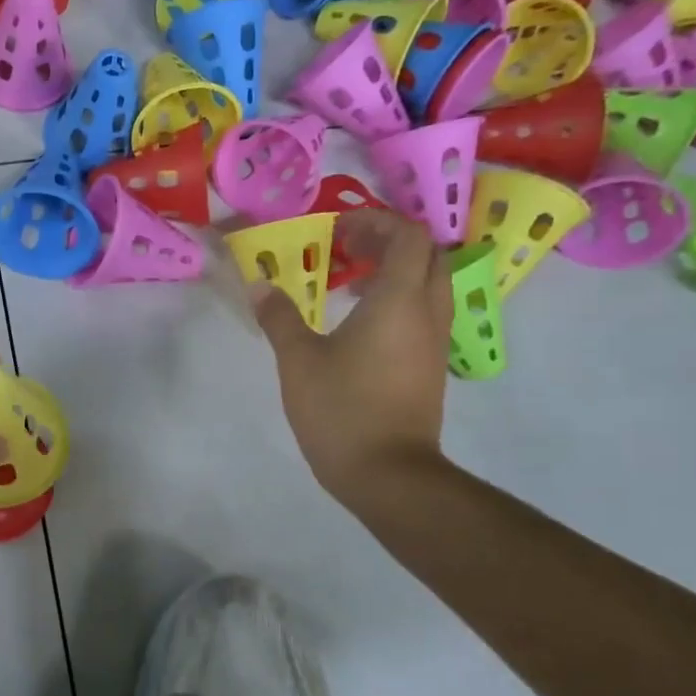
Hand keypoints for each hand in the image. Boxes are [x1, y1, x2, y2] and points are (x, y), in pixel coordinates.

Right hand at [254, 210, 450, 508]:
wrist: (388, 473)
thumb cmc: (341, 409)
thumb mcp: (298, 360)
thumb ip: (280, 317)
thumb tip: (259, 285)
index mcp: (399, 300)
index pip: (407, 235)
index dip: (374, 222)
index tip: (336, 231)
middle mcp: (427, 311)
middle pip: (426, 253)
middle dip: (387, 241)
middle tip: (345, 249)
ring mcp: (435, 340)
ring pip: (429, 283)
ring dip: (394, 270)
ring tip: (349, 283)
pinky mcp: (431, 365)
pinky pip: (424, 311)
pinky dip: (398, 299)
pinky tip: (359, 323)